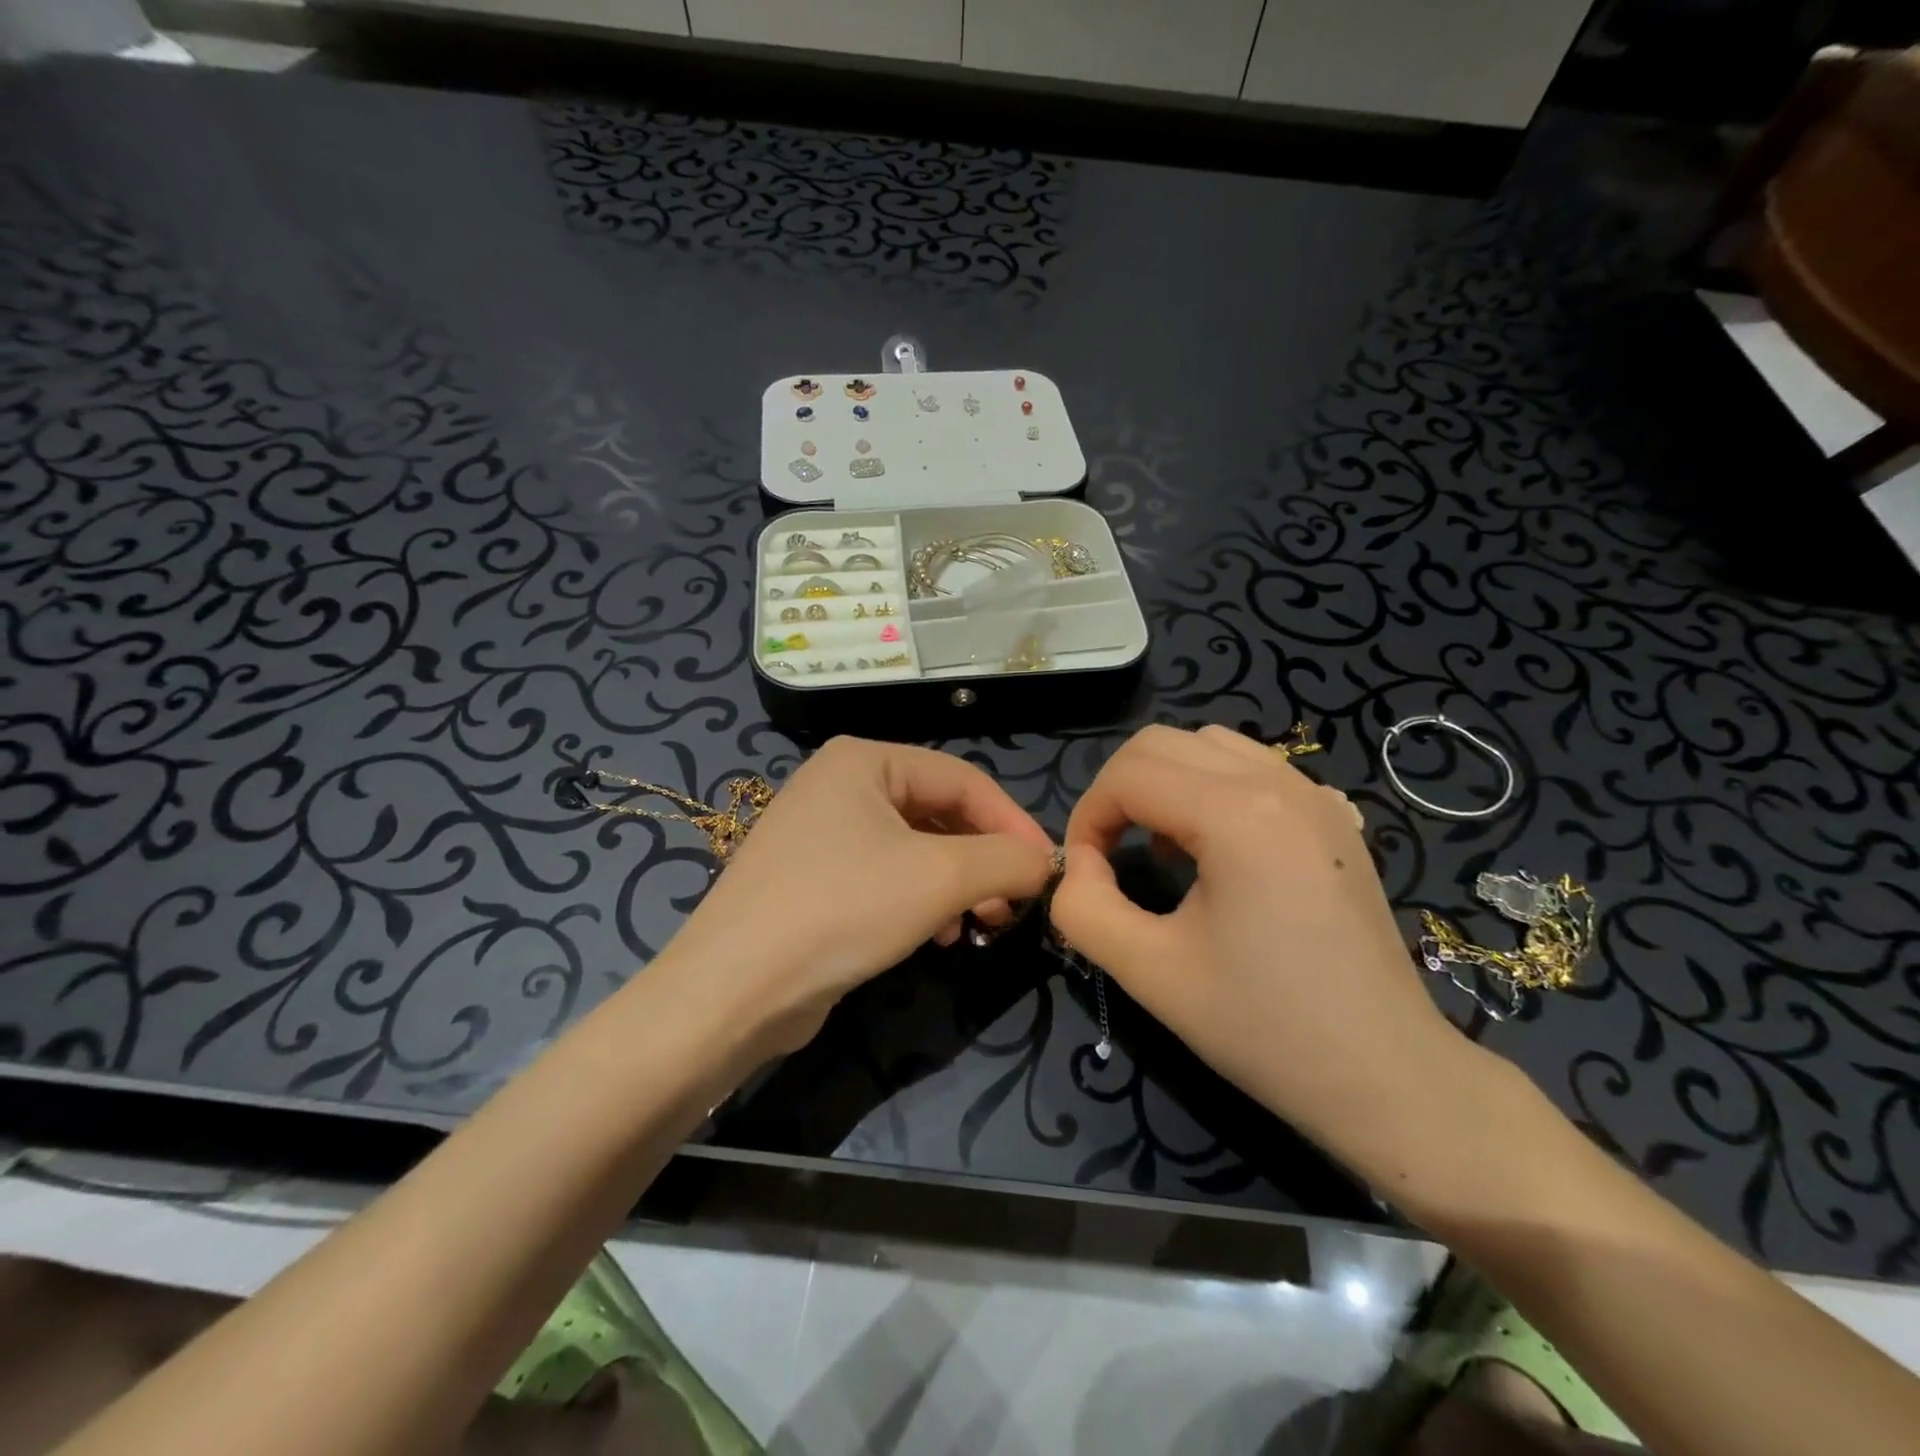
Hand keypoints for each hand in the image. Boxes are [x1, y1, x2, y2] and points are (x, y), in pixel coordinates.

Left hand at [666, 736, 1055, 1053]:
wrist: (733, 991)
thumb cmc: (841, 910)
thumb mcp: (939, 877)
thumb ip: (1006, 859)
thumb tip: (1045, 863)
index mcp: (864, 760)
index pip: (963, 779)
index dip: (1013, 822)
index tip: (1047, 870)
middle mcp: (840, 785)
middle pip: (939, 813)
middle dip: (983, 860)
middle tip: (1011, 905)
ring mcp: (822, 833)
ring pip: (916, 849)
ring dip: (957, 884)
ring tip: (978, 924)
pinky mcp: (815, 878)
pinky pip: (887, 876)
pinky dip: (921, 900)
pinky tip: (938, 936)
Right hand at [1049, 724, 1473, 1174]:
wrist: (1389, 1078)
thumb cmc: (1266, 1029)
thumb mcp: (1150, 973)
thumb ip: (1084, 908)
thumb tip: (1079, 865)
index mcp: (1237, 814)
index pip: (1127, 774)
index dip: (1086, 818)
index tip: (1085, 874)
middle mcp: (1279, 784)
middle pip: (1161, 743)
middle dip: (1118, 792)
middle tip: (1110, 856)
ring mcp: (1315, 795)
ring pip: (1208, 745)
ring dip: (1164, 784)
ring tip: (1162, 849)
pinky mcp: (1334, 818)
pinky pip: (1253, 768)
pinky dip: (1211, 788)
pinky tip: (1217, 850)